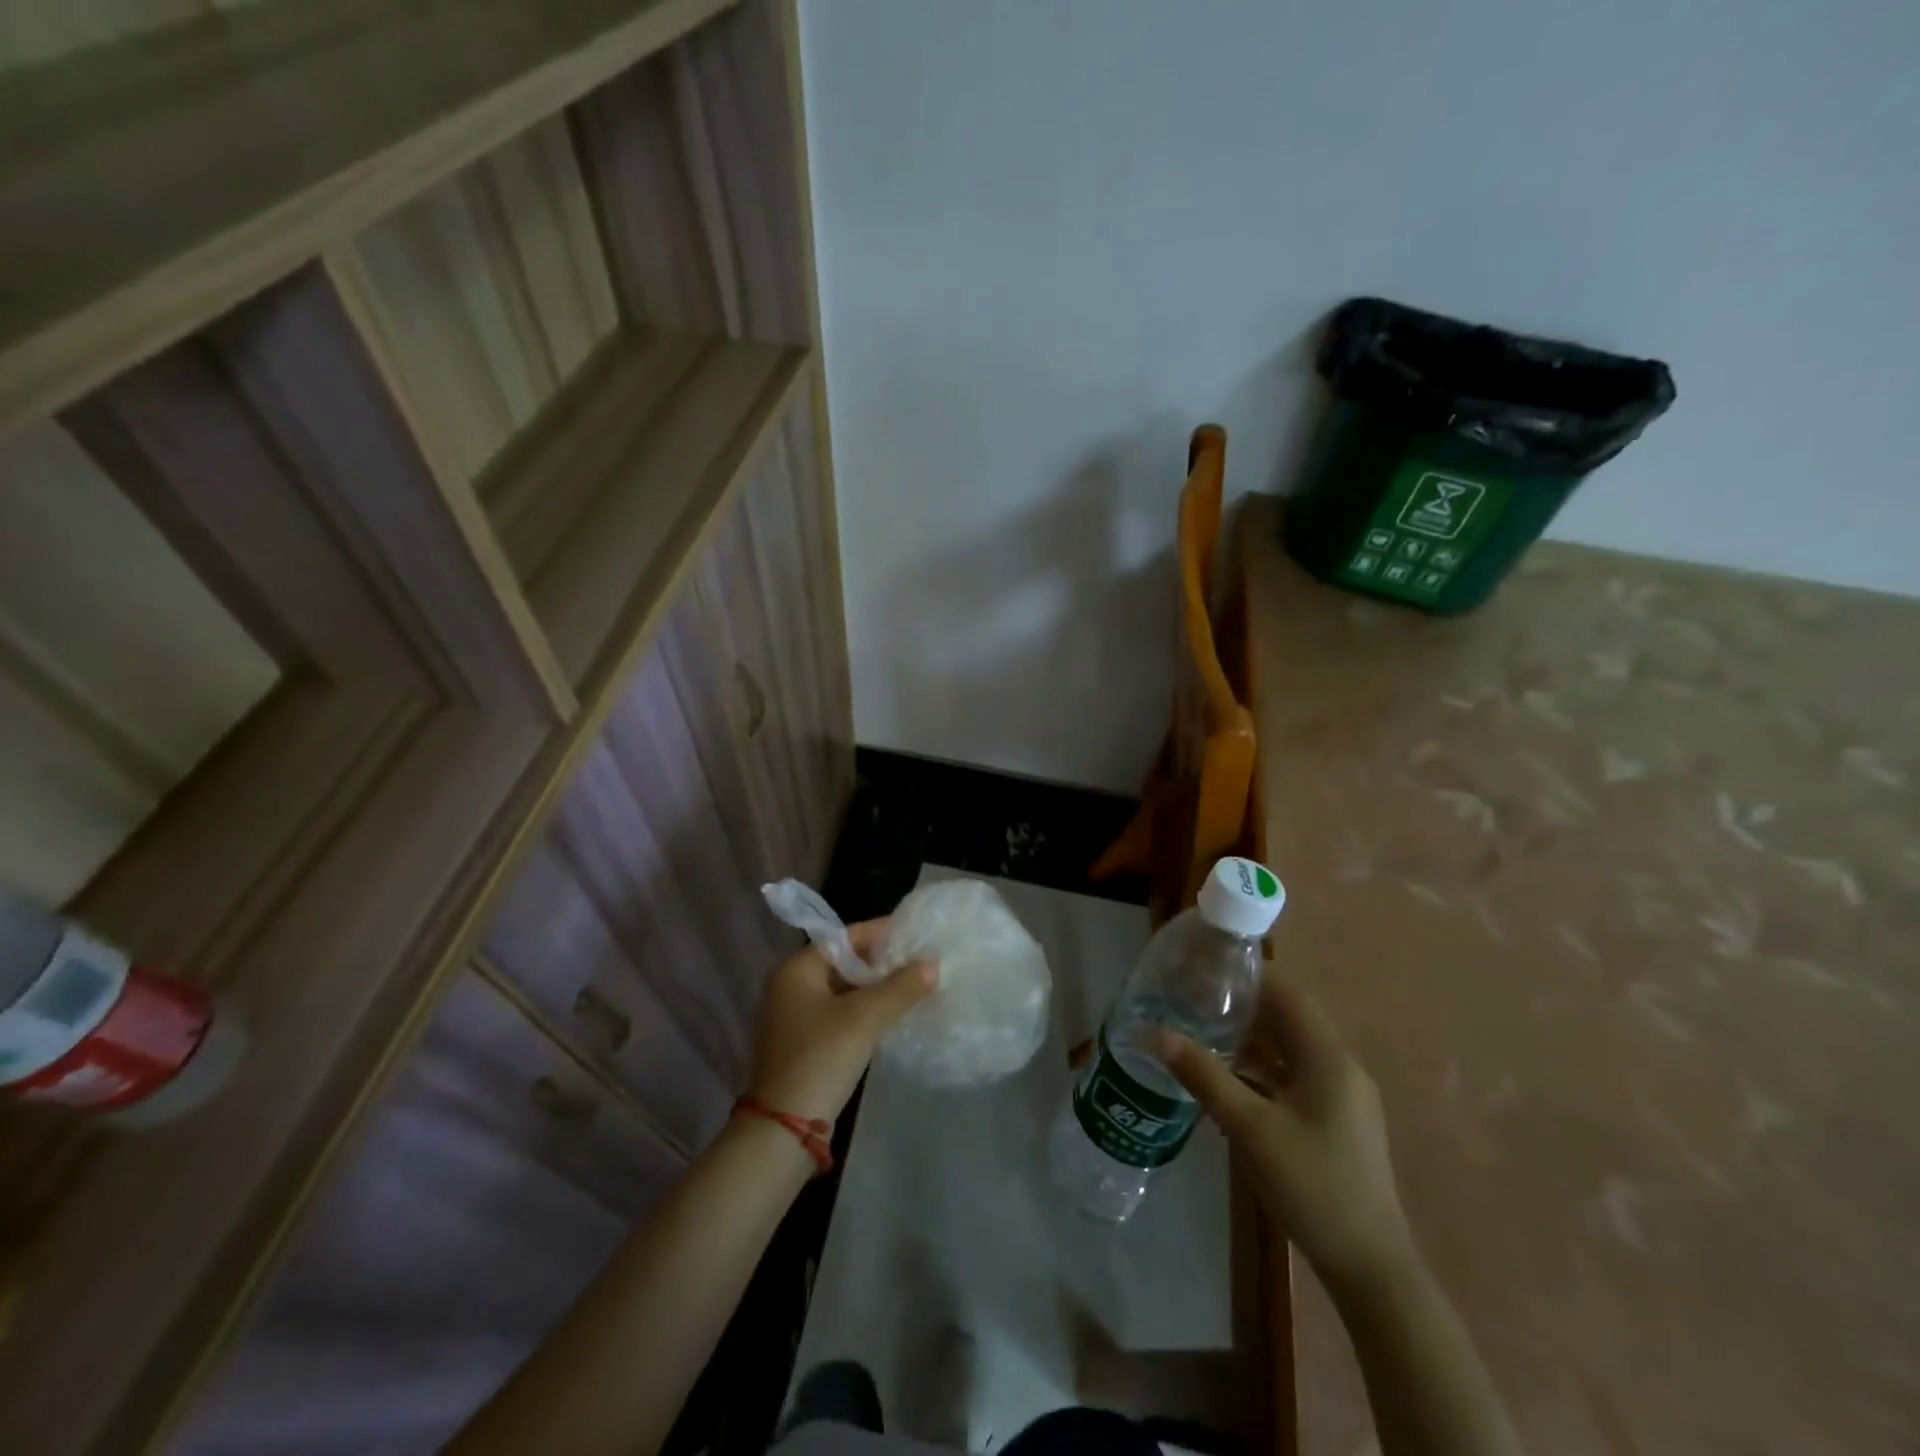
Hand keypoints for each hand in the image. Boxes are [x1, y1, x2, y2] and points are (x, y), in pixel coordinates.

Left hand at [746, 919, 938, 1124]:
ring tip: (915, 986)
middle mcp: (790, 987)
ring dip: (876, 989)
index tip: (915, 934)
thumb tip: (932, 964)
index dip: (880, 933)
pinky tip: (893, 1016)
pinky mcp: (805, 1045)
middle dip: (881, 963)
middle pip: (844, 962)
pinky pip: (841, 1015)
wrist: (783, 1130)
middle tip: (921, 962)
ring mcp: (795, 1018)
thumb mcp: (864, 1018)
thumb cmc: (820, 1059)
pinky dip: (866, 1012)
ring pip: (844, 991)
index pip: (844, 937)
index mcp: (796, 970)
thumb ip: (900, 987)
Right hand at [1157, 975, 1414, 1293]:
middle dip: (1242, 1006)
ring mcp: (1341, 1095)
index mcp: (1328, 1057)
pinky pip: (1294, 1075)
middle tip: (1193, 999)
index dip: (1248, 975)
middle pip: (1288, 1018)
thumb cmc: (1311, 1186)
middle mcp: (1339, 1066)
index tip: (1205, 969)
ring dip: (1250, 1038)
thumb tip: (1155, 1033)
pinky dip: (1262, 1068)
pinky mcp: (1335, 1119)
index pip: (1288, 993)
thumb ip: (1204, 1075)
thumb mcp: (1250, 1128)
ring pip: (1289, 1048)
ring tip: (1201, 1031)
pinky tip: (1228, 1078)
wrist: (1370, 1268)